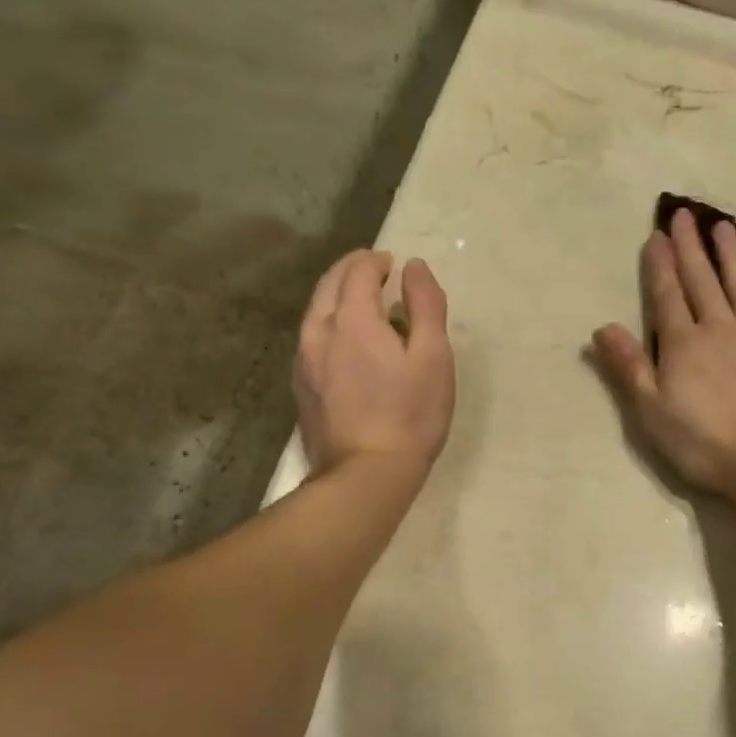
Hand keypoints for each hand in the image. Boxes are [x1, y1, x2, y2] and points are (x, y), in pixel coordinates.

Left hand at [295, 250, 454, 480]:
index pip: (358, 271)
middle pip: (329, 285)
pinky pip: (312, 339)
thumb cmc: (410, 415)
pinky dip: (329, 324)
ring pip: (316, 311)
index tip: (394, 265)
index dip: (377, 261)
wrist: (366, 475)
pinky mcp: (302, 387)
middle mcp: (319, 331)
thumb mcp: (434, 358)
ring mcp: (304, 361)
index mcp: (353, 319)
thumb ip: (426, 305)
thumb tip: (415, 267)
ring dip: (338, 297)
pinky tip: (346, 342)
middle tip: (376, 271)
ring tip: (362, 303)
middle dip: (353, 271)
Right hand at [592, 209, 735, 494]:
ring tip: (723, 226)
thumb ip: (629, 366)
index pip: (666, 294)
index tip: (656, 235)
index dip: (659, 264)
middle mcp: (718, 327)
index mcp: (682, 344)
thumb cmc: (702, 441)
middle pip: (701, 279)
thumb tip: (602, 327)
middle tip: (685, 214)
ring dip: (729, 253)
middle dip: (690, 246)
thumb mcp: (652, 411)